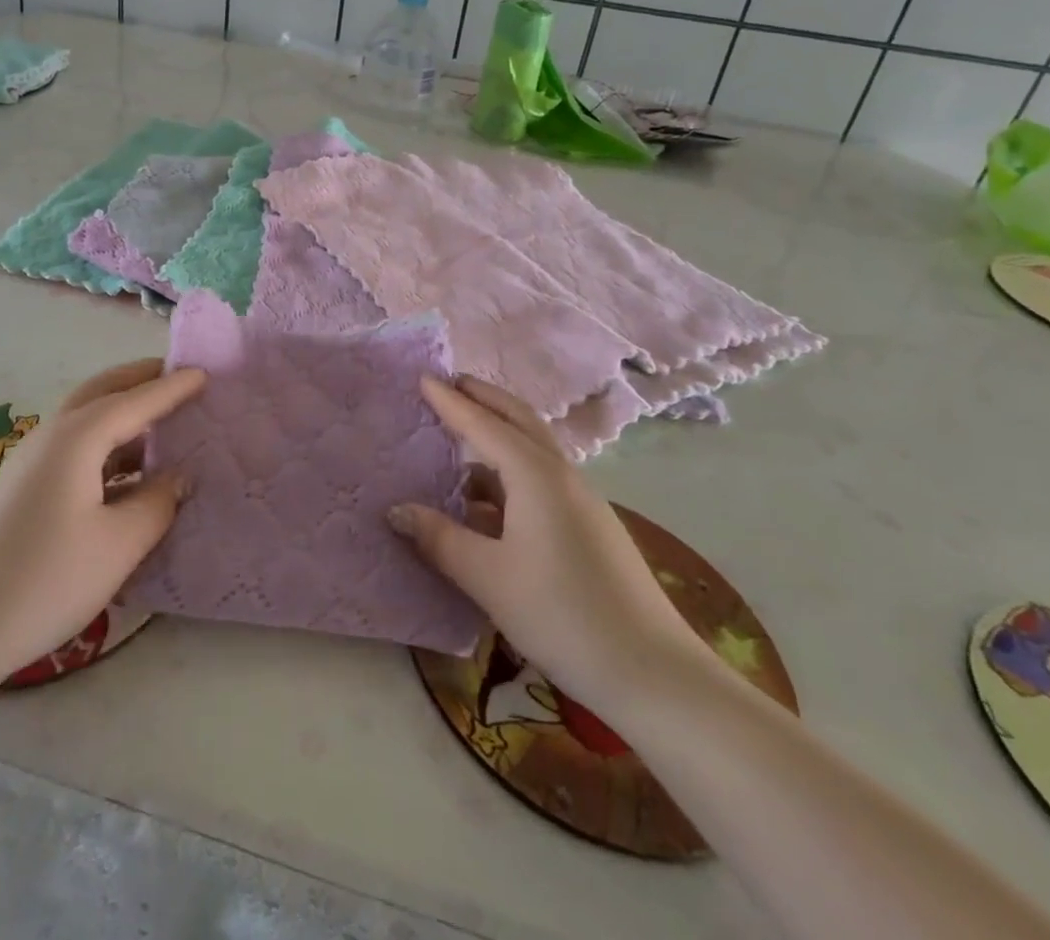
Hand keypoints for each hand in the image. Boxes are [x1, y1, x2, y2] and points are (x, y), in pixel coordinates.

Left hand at [0, 359, 205, 684]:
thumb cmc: (47, 580)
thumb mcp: (119, 543)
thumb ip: (158, 502)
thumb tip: (178, 477)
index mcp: (77, 437)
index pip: (136, 400)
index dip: (172, 387)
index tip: (205, 374)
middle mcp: (51, 435)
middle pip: (102, 391)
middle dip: (140, 380)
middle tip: (178, 377)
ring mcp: (30, 461)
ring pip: (85, 418)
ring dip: (123, 411)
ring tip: (161, 423)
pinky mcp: (21, 487)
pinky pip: (74, 446)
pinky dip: (106, 443)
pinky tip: (126, 472)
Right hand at [389, 375, 710, 710]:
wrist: (653, 672)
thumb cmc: (561, 614)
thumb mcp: (488, 577)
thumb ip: (440, 538)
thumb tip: (396, 510)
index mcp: (535, 475)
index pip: (483, 424)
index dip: (450, 402)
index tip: (423, 377)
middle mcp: (561, 475)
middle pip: (519, 420)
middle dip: (484, 398)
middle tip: (450, 384)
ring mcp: (581, 500)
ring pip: (533, 449)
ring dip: (499, 433)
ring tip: (462, 438)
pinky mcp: (590, 526)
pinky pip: (542, 478)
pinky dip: (510, 470)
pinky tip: (489, 500)